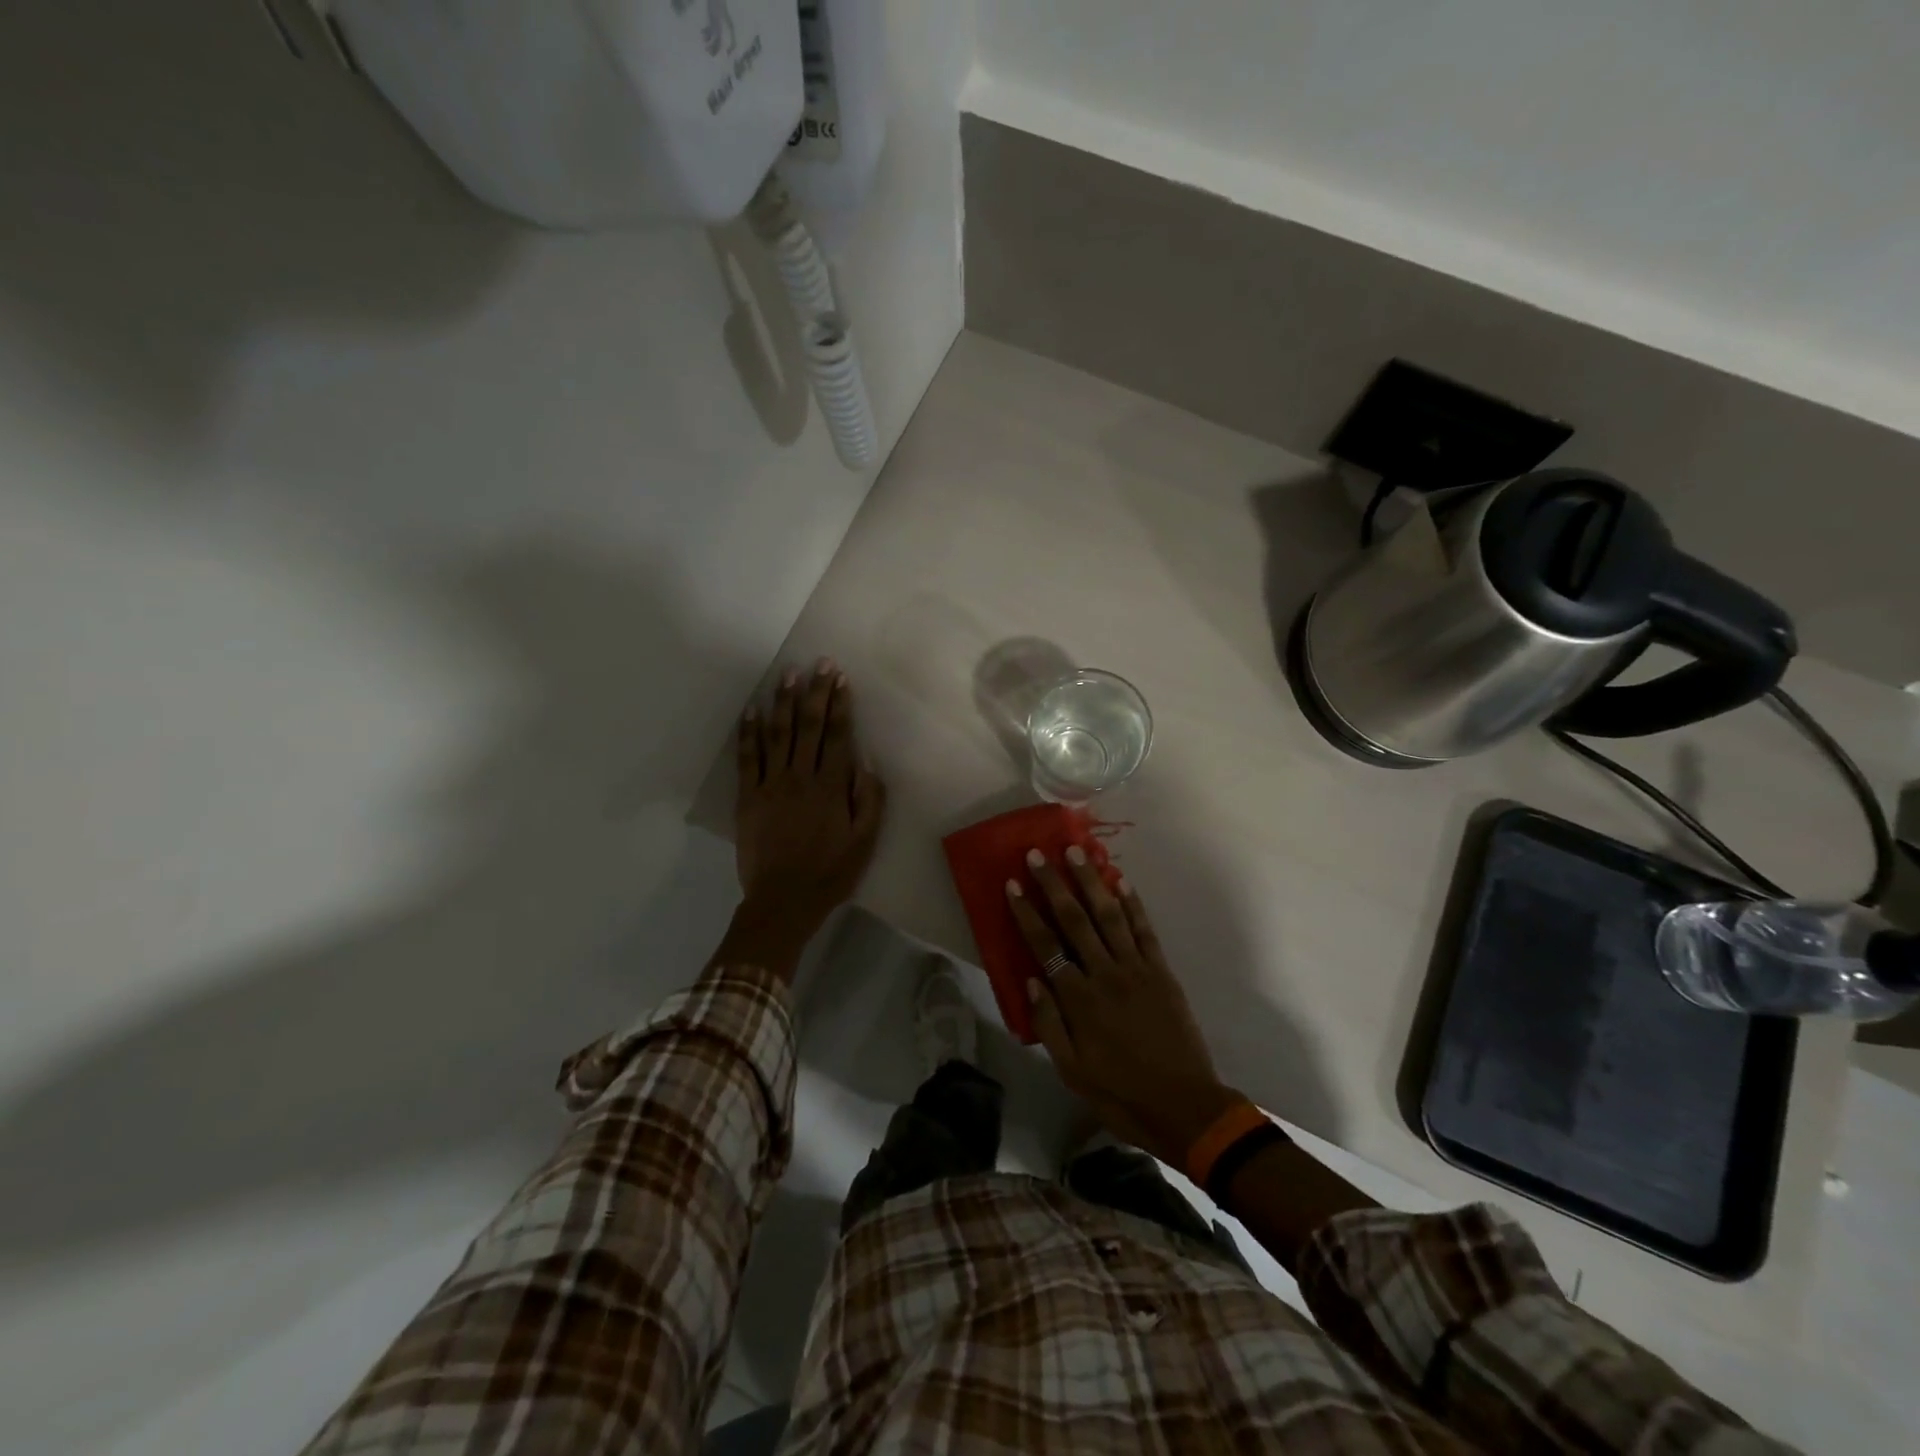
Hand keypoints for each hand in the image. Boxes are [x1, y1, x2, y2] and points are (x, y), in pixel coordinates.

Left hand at [724, 660, 885, 976]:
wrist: (783, 900)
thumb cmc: (830, 872)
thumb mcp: (865, 842)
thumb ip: (870, 800)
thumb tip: (867, 763)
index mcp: (831, 787)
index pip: (838, 735)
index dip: (840, 704)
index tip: (840, 678)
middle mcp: (801, 777)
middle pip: (809, 726)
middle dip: (815, 692)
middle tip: (819, 663)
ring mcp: (771, 784)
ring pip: (778, 734)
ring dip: (783, 702)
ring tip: (787, 675)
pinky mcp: (748, 797)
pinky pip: (748, 757)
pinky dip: (749, 732)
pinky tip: (751, 710)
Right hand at [1006, 849, 1238, 1166]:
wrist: (1184, 1107)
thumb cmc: (1120, 1093)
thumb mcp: (1072, 1070)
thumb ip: (1048, 1023)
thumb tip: (1031, 978)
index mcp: (1079, 1000)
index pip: (1045, 945)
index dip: (1027, 912)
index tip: (1013, 884)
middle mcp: (1105, 974)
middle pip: (1074, 920)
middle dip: (1054, 884)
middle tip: (1039, 854)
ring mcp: (1137, 969)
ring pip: (1109, 915)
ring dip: (1091, 882)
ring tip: (1076, 852)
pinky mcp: (1162, 972)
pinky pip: (1144, 930)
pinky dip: (1132, 904)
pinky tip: (1121, 881)